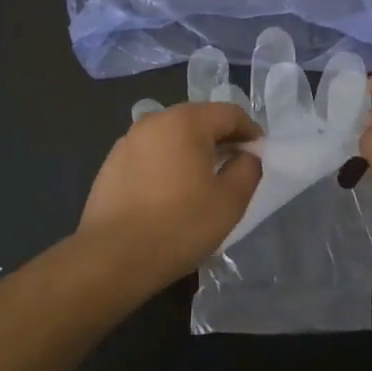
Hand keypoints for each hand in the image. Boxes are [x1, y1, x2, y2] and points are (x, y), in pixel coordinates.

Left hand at [79, 102, 261, 287]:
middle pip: (199, 119)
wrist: (112, 257)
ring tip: (203, 181)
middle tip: (236, 166)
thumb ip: (248, 169)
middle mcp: (154, 120)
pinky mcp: (111, 163)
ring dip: (193, 150)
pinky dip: (168, 163)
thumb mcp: (230, 201)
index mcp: (186, 121)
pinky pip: (151, 153)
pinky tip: (171, 193)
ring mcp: (128, 141)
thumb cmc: (179, 226)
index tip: (260, 155)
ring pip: (173, 136)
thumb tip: (247, 155)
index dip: (251, 131)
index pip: (230, 113)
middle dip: (222, 138)